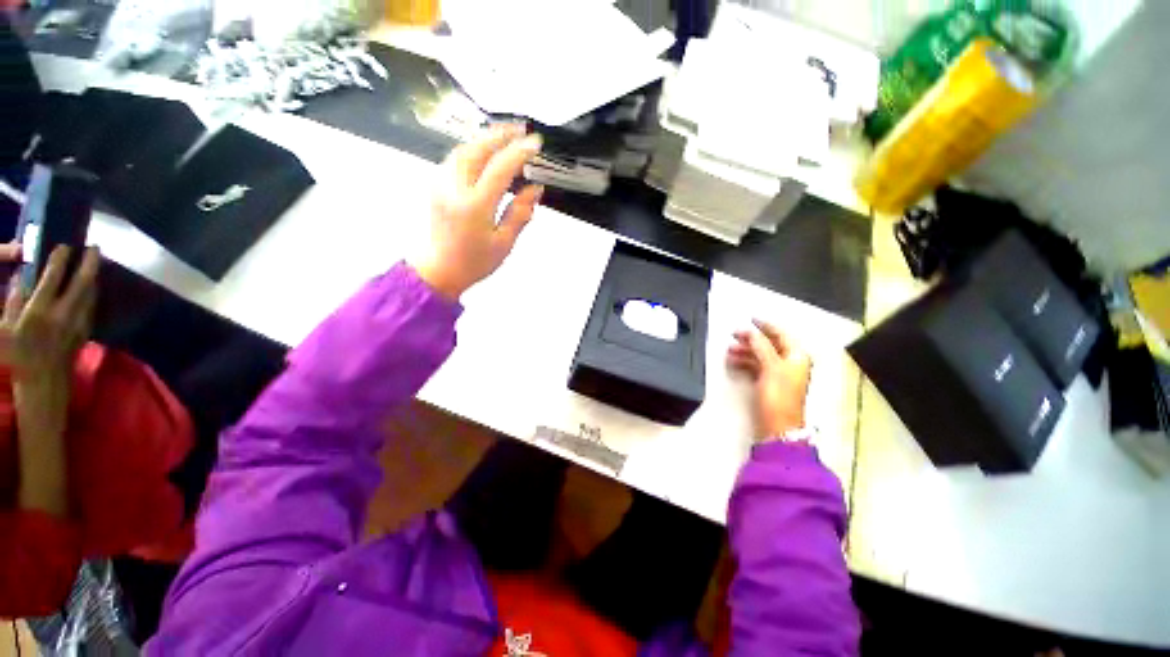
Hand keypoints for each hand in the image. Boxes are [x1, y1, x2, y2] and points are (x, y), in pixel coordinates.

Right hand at [3, 246, 99, 436]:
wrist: (43, 382)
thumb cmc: (18, 354)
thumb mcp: (6, 325)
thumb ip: (14, 298)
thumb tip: (21, 274)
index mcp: (39, 310)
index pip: (53, 277)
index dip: (60, 258)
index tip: (65, 245)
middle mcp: (63, 313)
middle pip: (82, 281)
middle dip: (89, 262)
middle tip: (94, 246)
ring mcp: (77, 322)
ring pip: (91, 292)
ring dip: (93, 275)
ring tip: (94, 261)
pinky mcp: (85, 330)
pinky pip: (91, 305)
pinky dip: (91, 290)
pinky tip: (90, 284)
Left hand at [411, 125, 544, 299]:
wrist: (438, 270)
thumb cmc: (475, 262)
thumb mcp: (504, 243)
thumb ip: (520, 213)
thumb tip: (535, 189)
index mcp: (475, 206)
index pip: (499, 168)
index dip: (519, 152)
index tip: (535, 143)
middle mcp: (454, 188)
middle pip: (477, 149)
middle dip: (500, 135)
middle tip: (521, 129)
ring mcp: (440, 184)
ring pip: (463, 150)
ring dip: (485, 138)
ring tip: (505, 135)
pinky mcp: (435, 185)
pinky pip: (455, 159)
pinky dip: (473, 149)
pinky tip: (485, 152)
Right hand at [727, 319, 812, 441]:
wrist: (777, 426)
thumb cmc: (778, 396)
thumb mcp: (771, 367)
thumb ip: (761, 347)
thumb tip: (751, 332)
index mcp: (796, 356)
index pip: (781, 334)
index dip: (766, 325)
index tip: (750, 319)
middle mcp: (789, 363)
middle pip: (769, 344)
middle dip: (751, 339)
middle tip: (734, 334)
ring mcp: (778, 374)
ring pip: (760, 355)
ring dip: (745, 351)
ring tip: (729, 350)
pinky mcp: (769, 383)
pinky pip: (756, 366)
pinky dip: (745, 362)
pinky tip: (733, 361)